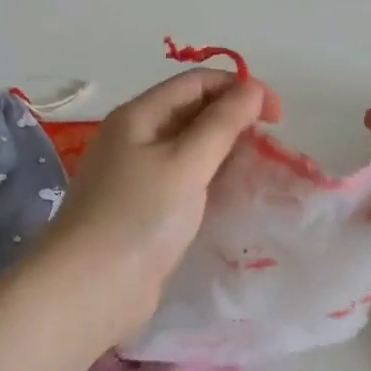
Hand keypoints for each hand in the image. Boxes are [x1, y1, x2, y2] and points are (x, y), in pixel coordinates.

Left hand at [38, 68, 277, 337]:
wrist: (93, 287)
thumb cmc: (140, 216)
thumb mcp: (186, 162)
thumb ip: (222, 124)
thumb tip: (253, 89)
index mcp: (139, 116)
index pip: (196, 83)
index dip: (239, 89)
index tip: (278, 117)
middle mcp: (136, 139)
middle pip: (193, 114)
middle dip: (234, 122)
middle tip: (270, 148)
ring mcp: (138, 177)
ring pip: (191, 151)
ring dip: (226, 155)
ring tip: (259, 172)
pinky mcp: (146, 211)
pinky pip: (185, 184)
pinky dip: (212, 183)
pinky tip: (233, 197)